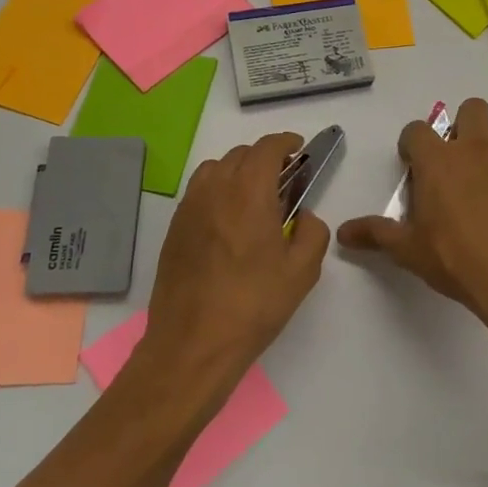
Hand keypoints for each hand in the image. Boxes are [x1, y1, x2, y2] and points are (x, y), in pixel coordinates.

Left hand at [137, 131, 330, 408]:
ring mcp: (189, 209)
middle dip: (265, 158)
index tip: (299, 150)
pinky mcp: (174, 230)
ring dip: (238, 171)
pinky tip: (229, 221)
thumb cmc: (253, 304)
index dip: (286, 142)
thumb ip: (313, 233)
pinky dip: (218, 191)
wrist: (193, 344)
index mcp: (249, 193)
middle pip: (241, 154)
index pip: (267, 148)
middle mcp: (215, 190)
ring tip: (254, 197)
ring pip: (215, 169)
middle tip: (284, 179)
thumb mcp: (302, 271)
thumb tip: (305, 218)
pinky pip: (198, 192)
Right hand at [337, 99, 487, 334]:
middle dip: (461, 125)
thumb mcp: (408, 250)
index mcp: (438, 161)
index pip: (416, 130)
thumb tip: (343, 232)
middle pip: (472, 109)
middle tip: (452, 162)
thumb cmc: (455, 258)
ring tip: (479, 190)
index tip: (411, 166)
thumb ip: (376, 234)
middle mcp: (475, 150)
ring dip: (487, 152)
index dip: (410, 144)